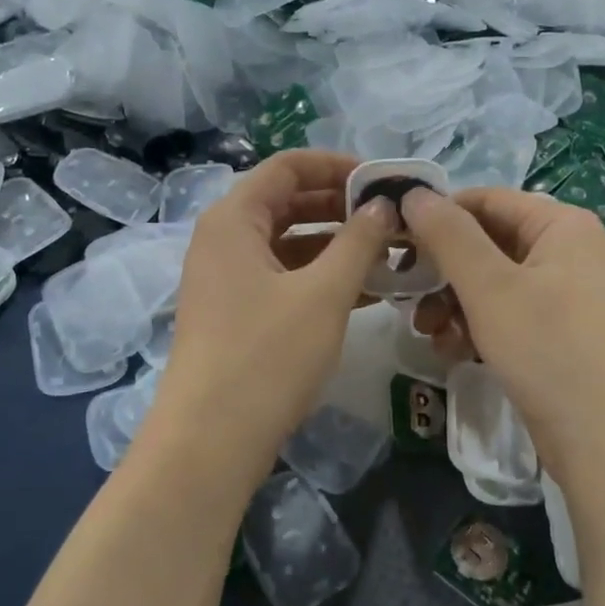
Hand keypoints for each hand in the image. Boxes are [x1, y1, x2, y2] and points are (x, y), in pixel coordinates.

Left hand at [150, 151, 393, 481]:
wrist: (212, 439)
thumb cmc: (268, 355)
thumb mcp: (324, 293)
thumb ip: (359, 241)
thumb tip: (384, 205)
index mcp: (234, 219)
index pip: (288, 166)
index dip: (338, 165)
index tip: (383, 180)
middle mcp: (224, 239)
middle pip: (287, 202)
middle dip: (342, 206)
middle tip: (393, 217)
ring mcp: (227, 279)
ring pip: (288, 243)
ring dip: (336, 244)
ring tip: (389, 253)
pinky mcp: (236, 313)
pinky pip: (283, 277)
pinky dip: (320, 277)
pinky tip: (367, 290)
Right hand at [402, 186, 604, 482]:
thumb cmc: (549, 351)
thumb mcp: (490, 288)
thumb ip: (449, 235)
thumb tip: (413, 192)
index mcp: (562, 225)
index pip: (486, 200)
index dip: (437, 216)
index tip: (395, 243)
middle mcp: (569, 252)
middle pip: (487, 244)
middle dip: (443, 272)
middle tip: (406, 298)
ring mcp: (567, 296)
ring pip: (493, 285)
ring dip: (453, 305)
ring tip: (429, 334)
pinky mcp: (561, 335)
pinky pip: (508, 316)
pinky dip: (477, 328)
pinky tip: (454, 354)